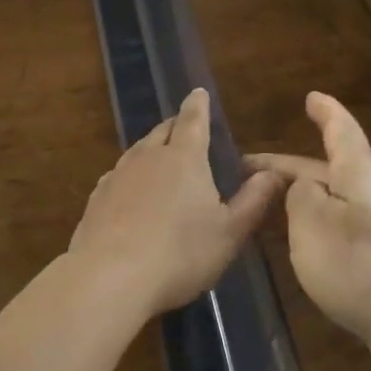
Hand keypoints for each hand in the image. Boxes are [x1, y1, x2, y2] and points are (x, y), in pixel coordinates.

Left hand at [67, 88, 285, 317]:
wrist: (109, 278)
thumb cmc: (180, 254)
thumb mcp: (229, 233)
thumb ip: (253, 201)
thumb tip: (274, 172)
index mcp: (184, 158)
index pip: (193, 120)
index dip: (198, 105)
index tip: (198, 92)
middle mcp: (148, 157)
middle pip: (162, 131)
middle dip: (176, 126)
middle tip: (186, 128)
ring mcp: (118, 176)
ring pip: (138, 151)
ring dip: (152, 149)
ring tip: (161, 157)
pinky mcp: (97, 199)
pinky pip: (118, 175)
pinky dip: (131, 175)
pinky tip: (131, 191)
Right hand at [248, 93, 370, 363]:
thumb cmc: (359, 264)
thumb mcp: (312, 222)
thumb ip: (299, 196)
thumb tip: (302, 188)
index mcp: (358, 173)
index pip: (340, 130)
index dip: (325, 112)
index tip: (311, 97)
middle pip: (328, 169)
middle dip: (289, 168)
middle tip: (248, 171)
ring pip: (333, 199)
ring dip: (301, 198)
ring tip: (267, 204)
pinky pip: (341, 226)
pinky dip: (315, 224)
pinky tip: (299, 242)